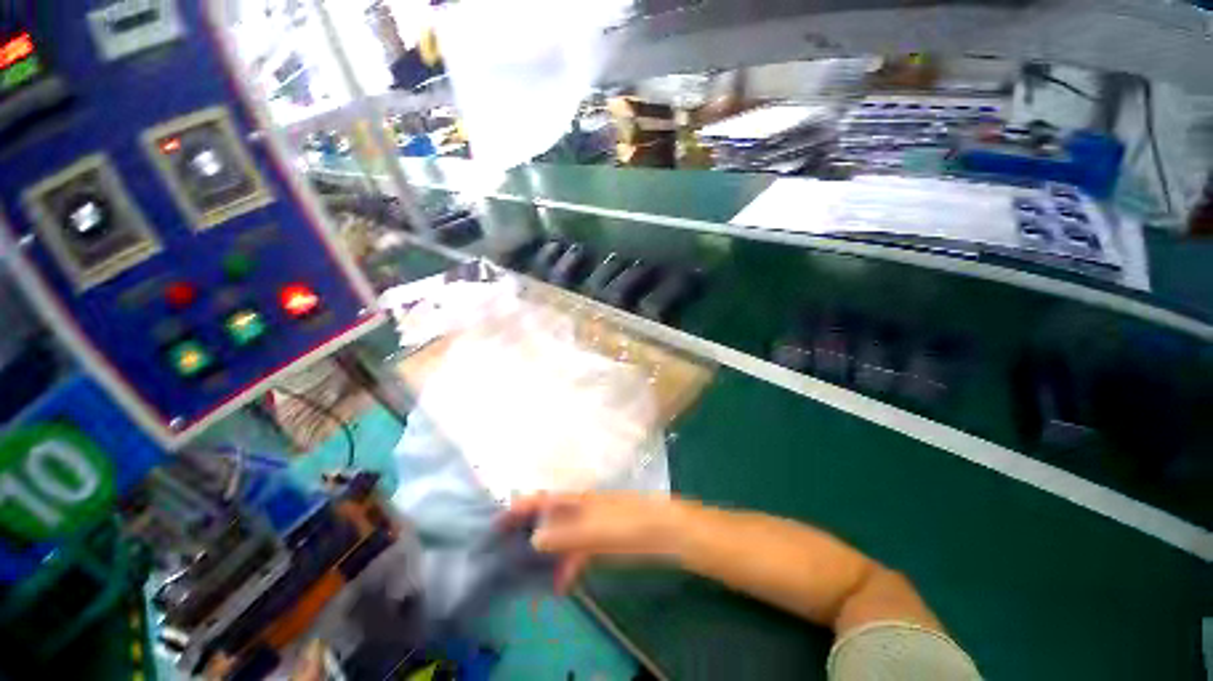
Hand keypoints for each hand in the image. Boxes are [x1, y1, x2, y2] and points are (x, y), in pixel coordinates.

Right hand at [500, 492, 686, 592]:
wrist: (661, 530)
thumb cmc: (627, 521)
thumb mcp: (594, 528)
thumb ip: (565, 534)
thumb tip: (534, 539)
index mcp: (577, 498)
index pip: (543, 498)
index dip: (521, 507)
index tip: (498, 522)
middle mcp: (579, 508)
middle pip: (549, 517)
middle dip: (529, 530)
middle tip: (506, 549)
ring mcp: (589, 524)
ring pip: (561, 537)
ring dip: (547, 553)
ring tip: (529, 574)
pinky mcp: (599, 541)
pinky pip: (576, 552)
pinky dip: (567, 566)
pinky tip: (560, 584)